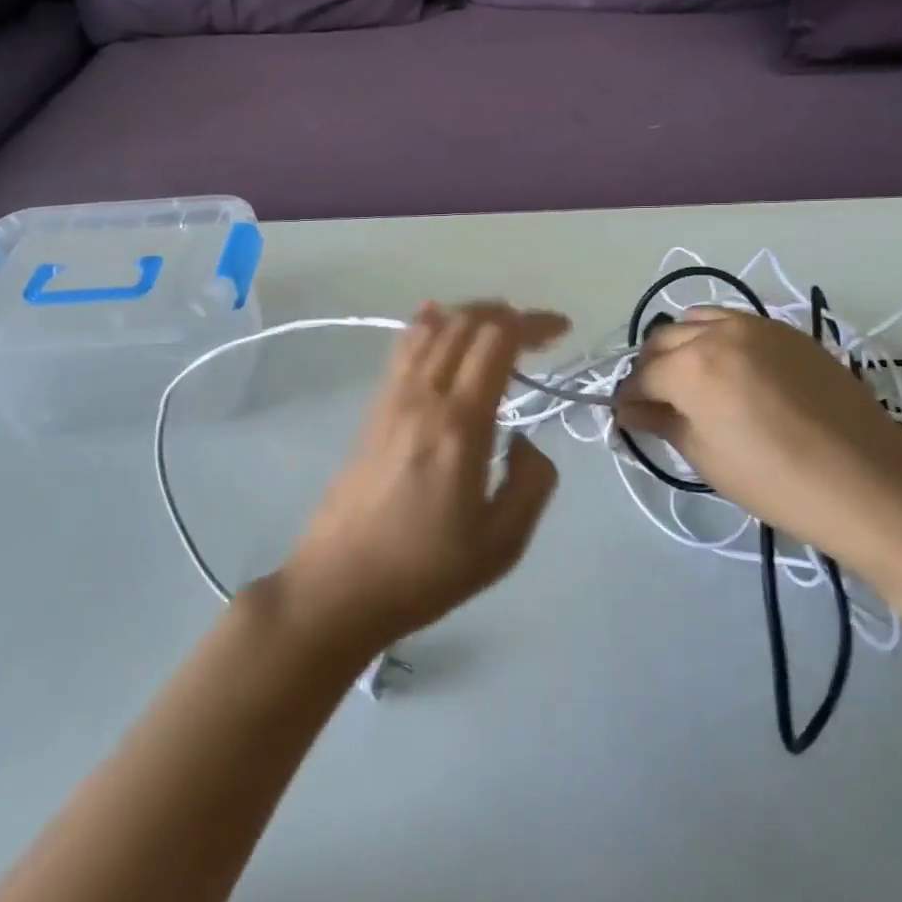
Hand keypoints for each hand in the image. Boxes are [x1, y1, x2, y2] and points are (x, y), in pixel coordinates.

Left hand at [277, 302, 568, 652]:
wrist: (340, 587)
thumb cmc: (426, 571)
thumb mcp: (504, 542)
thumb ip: (532, 481)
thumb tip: (523, 439)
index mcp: (460, 424)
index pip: (497, 341)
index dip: (532, 324)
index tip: (561, 330)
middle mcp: (423, 397)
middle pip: (464, 323)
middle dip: (507, 314)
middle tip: (538, 333)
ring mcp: (392, 400)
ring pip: (431, 328)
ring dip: (469, 315)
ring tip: (498, 325)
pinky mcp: (373, 411)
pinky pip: (403, 350)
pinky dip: (427, 324)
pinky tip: (436, 318)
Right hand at [615, 307, 901, 591]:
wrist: (870, 483)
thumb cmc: (778, 482)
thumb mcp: (708, 458)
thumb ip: (662, 423)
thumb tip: (629, 410)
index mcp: (692, 367)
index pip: (641, 375)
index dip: (627, 398)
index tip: (626, 417)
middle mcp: (719, 332)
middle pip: (663, 339)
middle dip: (650, 369)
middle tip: (656, 403)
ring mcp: (758, 325)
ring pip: (697, 320)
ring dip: (682, 346)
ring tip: (692, 381)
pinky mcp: (787, 331)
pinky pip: (735, 322)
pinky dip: (717, 338)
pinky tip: (730, 371)